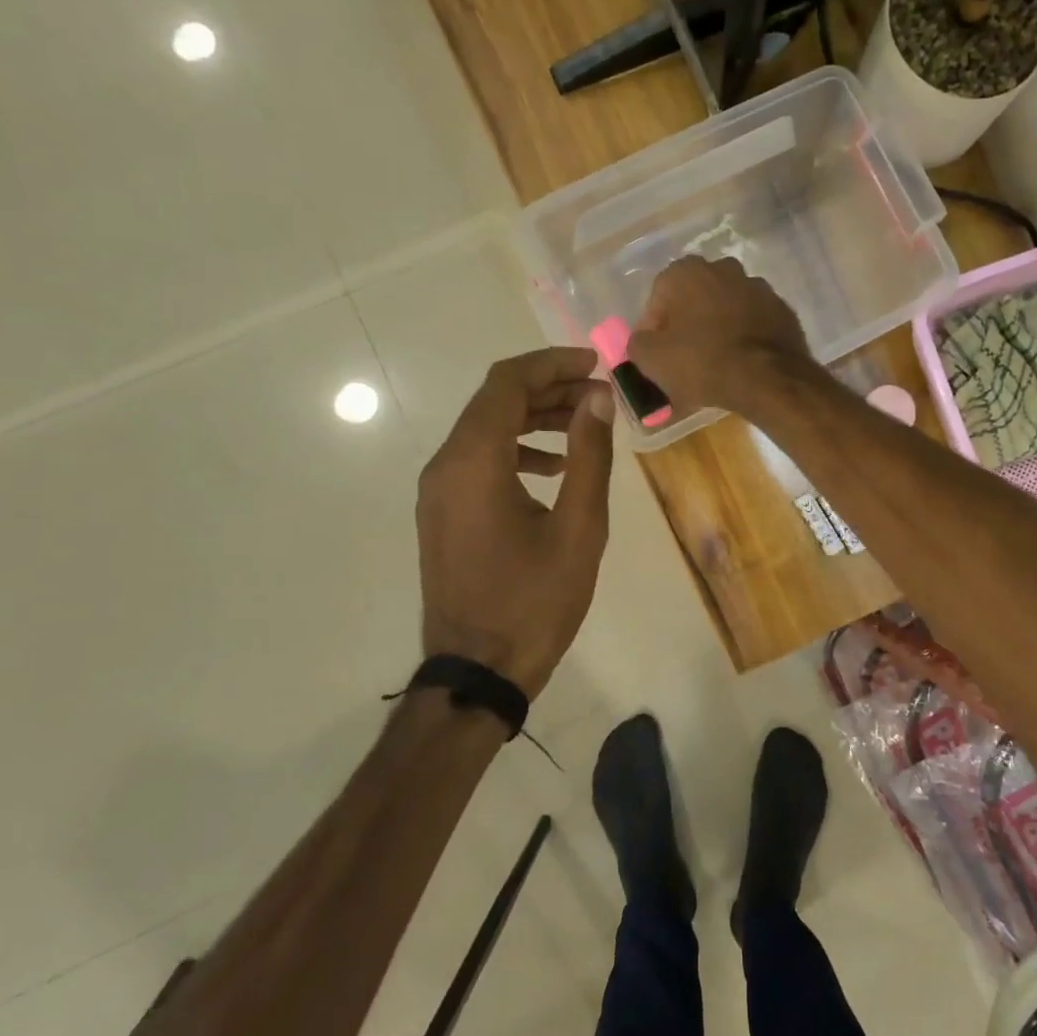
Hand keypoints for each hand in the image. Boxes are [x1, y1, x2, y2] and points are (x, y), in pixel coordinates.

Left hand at [416, 348, 614, 698]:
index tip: (595, 365)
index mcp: (474, 462)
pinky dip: (515, 450)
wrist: (478, 671)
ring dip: (533, 419)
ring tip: (584, 426)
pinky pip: (477, 461)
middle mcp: (445, 466)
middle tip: (598, 394)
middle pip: (493, 402)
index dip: (552, 364)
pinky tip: (554, 469)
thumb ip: (589, 456)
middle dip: (548, 389)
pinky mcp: (443, 513)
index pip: (506, 384)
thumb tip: (598, 399)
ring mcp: (438, 492)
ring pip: (485, 430)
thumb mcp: (578, 528)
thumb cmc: (534, 602)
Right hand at [627, 256, 813, 416]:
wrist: (768, 378)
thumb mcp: (651, 359)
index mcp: (686, 271)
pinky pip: (752, 323)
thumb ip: (637, 344)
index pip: (658, 298)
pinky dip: (744, 338)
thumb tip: (642, 342)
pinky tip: (741, 364)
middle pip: (694, 300)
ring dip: (717, 329)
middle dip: (686, 325)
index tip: (657, 355)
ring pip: (725, 309)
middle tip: (684, 359)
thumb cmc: (702, 362)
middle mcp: (723, 268)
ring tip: (714, 364)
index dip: (654, 329)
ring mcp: (758, 287)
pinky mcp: (782, 310)